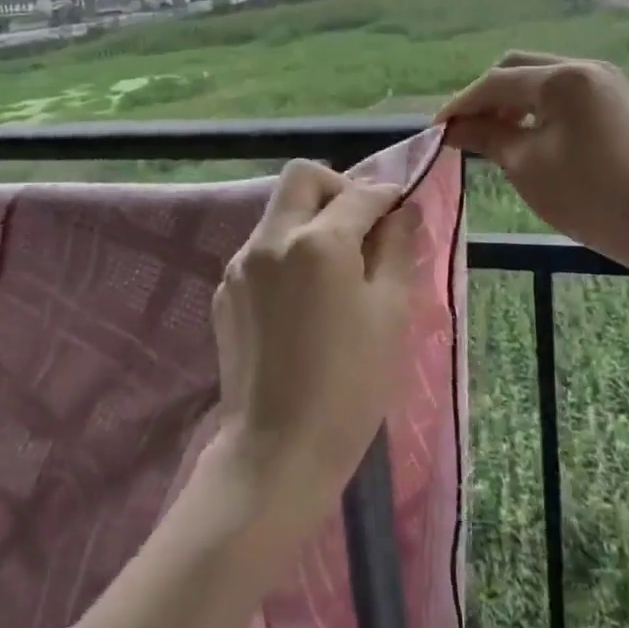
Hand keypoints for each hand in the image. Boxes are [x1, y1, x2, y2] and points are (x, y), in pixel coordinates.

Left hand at [212, 159, 421, 502]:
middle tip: (363, 223)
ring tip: (336, 265)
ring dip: (310, 219)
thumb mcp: (390, 314)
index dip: (386, 194)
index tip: (401, 208)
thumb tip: (403, 212)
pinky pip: (261, 249)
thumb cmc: (350, 384)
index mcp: (317, 242)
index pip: (357, 193)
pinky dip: (287, 252)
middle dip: (337, 187)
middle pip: (302, 178)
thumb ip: (397, 250)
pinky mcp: (225, 291)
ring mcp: (240, 264)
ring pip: (278, 212)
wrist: (278, 449)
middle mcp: (271, 239)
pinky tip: (304, 296)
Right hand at [438, 51, 628, 300]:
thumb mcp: (527, 166)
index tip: (437, 130)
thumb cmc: (590, 197)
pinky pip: (561, 91)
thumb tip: (451, 128)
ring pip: (539, 77)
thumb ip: (486, 135)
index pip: (496, 82)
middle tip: (464, 130)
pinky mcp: (613, 99)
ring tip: (491, 135)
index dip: (461, 105)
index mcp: (562, 79)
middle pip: (517, 68)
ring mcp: (603, 80)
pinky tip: (524, 133)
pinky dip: (535, 106)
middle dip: (485, 96)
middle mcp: (584, 66)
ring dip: (510, 100)